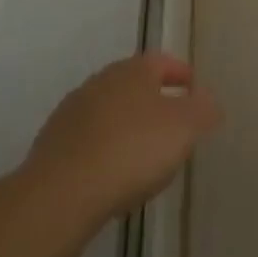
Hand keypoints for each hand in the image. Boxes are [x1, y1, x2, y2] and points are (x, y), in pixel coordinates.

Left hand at [26, 52, 221, 222]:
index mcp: (133, 70)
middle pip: (135, 86)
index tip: (196, 94)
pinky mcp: (51, 147)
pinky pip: (89, 142)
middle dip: (156, 102)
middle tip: (175, 126)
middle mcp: (100, 82)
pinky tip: (114, 175)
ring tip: (146, 156)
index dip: (183, 75)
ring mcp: (71, 114)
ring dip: (129, 127)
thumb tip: (207, 100)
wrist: (61, 195)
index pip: (164, 62)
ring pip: (110, 114)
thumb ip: (203, 109)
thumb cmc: (134, 149)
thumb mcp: (186, 126)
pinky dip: (105, 151)